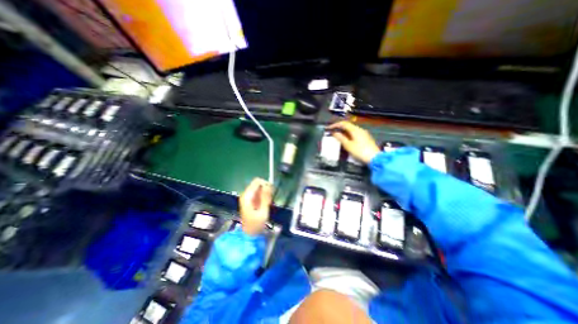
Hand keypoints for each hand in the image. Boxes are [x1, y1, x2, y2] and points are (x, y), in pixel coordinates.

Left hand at [241, 177, 273, 234]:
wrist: (249, 234)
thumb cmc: (256, 224)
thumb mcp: (263, 211)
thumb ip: (265, 197)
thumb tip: (268, 185)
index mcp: (247, 196)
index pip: (257, 181)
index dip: (266, 184)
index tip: (271, 192)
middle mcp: (246, 194)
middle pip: (258, 184)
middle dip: (266, 189)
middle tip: (270, 200)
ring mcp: (248, 197)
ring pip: (259, 188)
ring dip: (266, 193)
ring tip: (267, 204)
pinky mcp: (250, 200)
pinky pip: (258, 193)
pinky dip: (264, 196)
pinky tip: (265, 204)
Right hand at [327, 120, 382, 163]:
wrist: (375, 158)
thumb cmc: (360, 151)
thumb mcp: (348, 145)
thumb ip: (341, 138)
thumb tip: (334, 133)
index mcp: (355, 130)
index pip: (344, 123)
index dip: (335, 125)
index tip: (329, 128)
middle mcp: (360, 129)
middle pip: (348, 126)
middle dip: (339, 128)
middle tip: (332, 132)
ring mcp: (364, 133)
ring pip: (352, 130)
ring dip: (344, 131)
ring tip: (338, 136)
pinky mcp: (366, 138)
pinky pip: (355, 133)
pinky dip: (349, 134)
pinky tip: (346, 139)